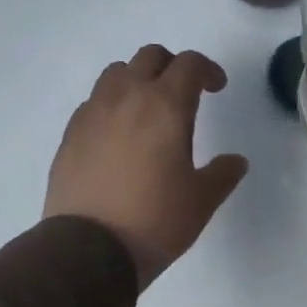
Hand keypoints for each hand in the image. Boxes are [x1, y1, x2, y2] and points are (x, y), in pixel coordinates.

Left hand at [44, 45, 248, 288]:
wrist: (89, 249)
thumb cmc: (156, 220)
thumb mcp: (202, 200)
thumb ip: (222, 174)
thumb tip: (236, 161)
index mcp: (165, 106)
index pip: (189, 65)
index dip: (207, 70)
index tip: (216, 88)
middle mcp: (126, 98)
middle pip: (149, 57)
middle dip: (171, 67)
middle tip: (184, 93)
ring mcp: (92, 114)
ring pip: (115, 73)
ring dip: (137, 80)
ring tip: (147, 111)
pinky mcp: (70, 135)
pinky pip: (93, 103)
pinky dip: (111, 106)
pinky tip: (118, 137)